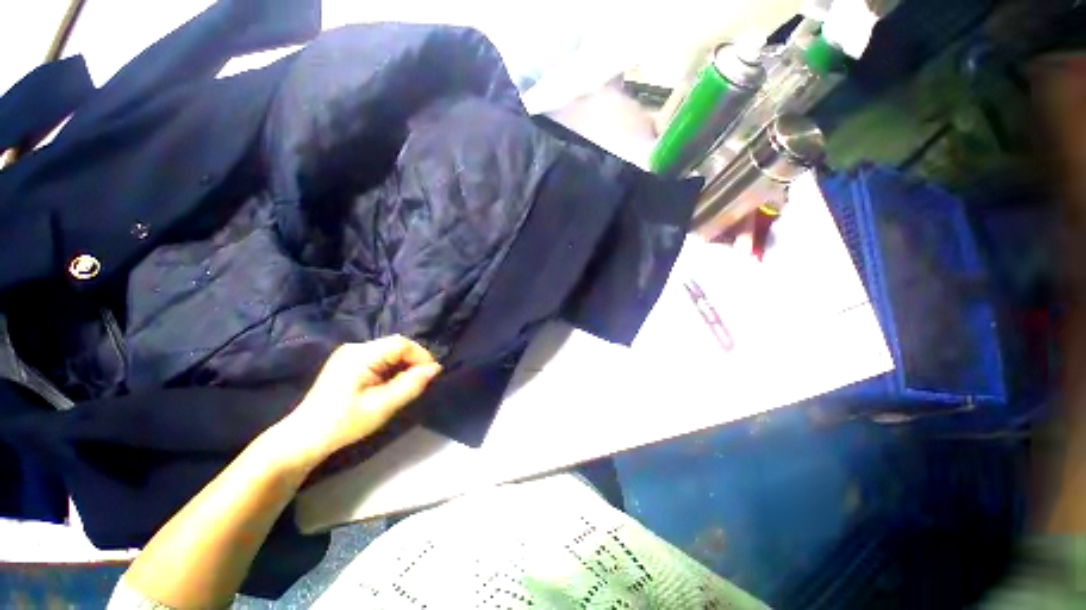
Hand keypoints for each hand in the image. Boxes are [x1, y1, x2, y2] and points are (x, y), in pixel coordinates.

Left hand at [272, 336, 441, 468]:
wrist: (303, 438)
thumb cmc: (343, 423)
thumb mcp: (382, 406)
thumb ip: (411, 384)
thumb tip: (435, 368)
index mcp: (361, 355)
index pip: (402, 343)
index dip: (421, 355)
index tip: (431, 375)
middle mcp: (355, 348)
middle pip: (396, 345)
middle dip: (413, 361)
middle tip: (420, 382)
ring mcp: (350, 354)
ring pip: (389, 351)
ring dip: (403, 365)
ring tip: (406, 385)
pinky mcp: (348, 362)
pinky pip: (379, 358)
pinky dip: (391, 368)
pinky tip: (390, 384)